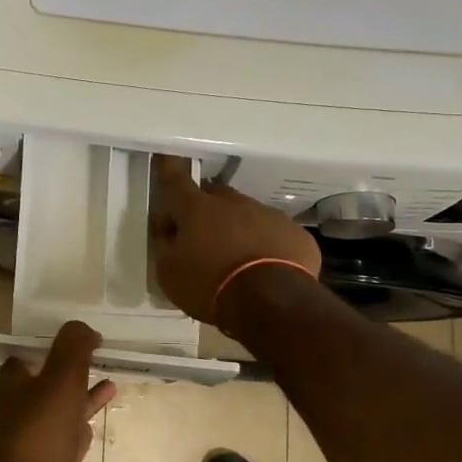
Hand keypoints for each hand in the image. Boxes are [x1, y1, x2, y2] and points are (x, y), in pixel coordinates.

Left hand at [0, 320, 117, 461]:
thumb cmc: (43, 427)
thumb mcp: (61, 376)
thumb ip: (73, 347)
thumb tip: (84, 327)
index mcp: (14, 385)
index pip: (23, 358)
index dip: (45, 346)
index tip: (72, 337)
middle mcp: (21, 408)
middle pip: (45, 381)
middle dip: (68, 369)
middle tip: (95, 354)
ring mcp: (38, 436)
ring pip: (62, 406)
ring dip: (83, 391)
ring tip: (110, 377)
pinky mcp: (55, 458)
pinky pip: (73, 431)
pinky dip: (88, 417)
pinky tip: (106, 409)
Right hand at [150, 155, 321, 330]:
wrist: (271, 303)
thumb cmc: (209, 286)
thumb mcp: (169, 273)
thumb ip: (166, 245)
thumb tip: (169, 230)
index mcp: (197, 209)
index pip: (176, 181)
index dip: (168, 168)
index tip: (166, 158)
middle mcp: (233, 203)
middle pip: (215, 197)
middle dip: (206, 210)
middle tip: (202, 237)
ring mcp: (269, 215)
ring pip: (248, 214)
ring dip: (239, 229)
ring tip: (238, 259)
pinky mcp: (296, 234)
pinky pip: (275, 234)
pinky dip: (267, 245)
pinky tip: (266, 270)